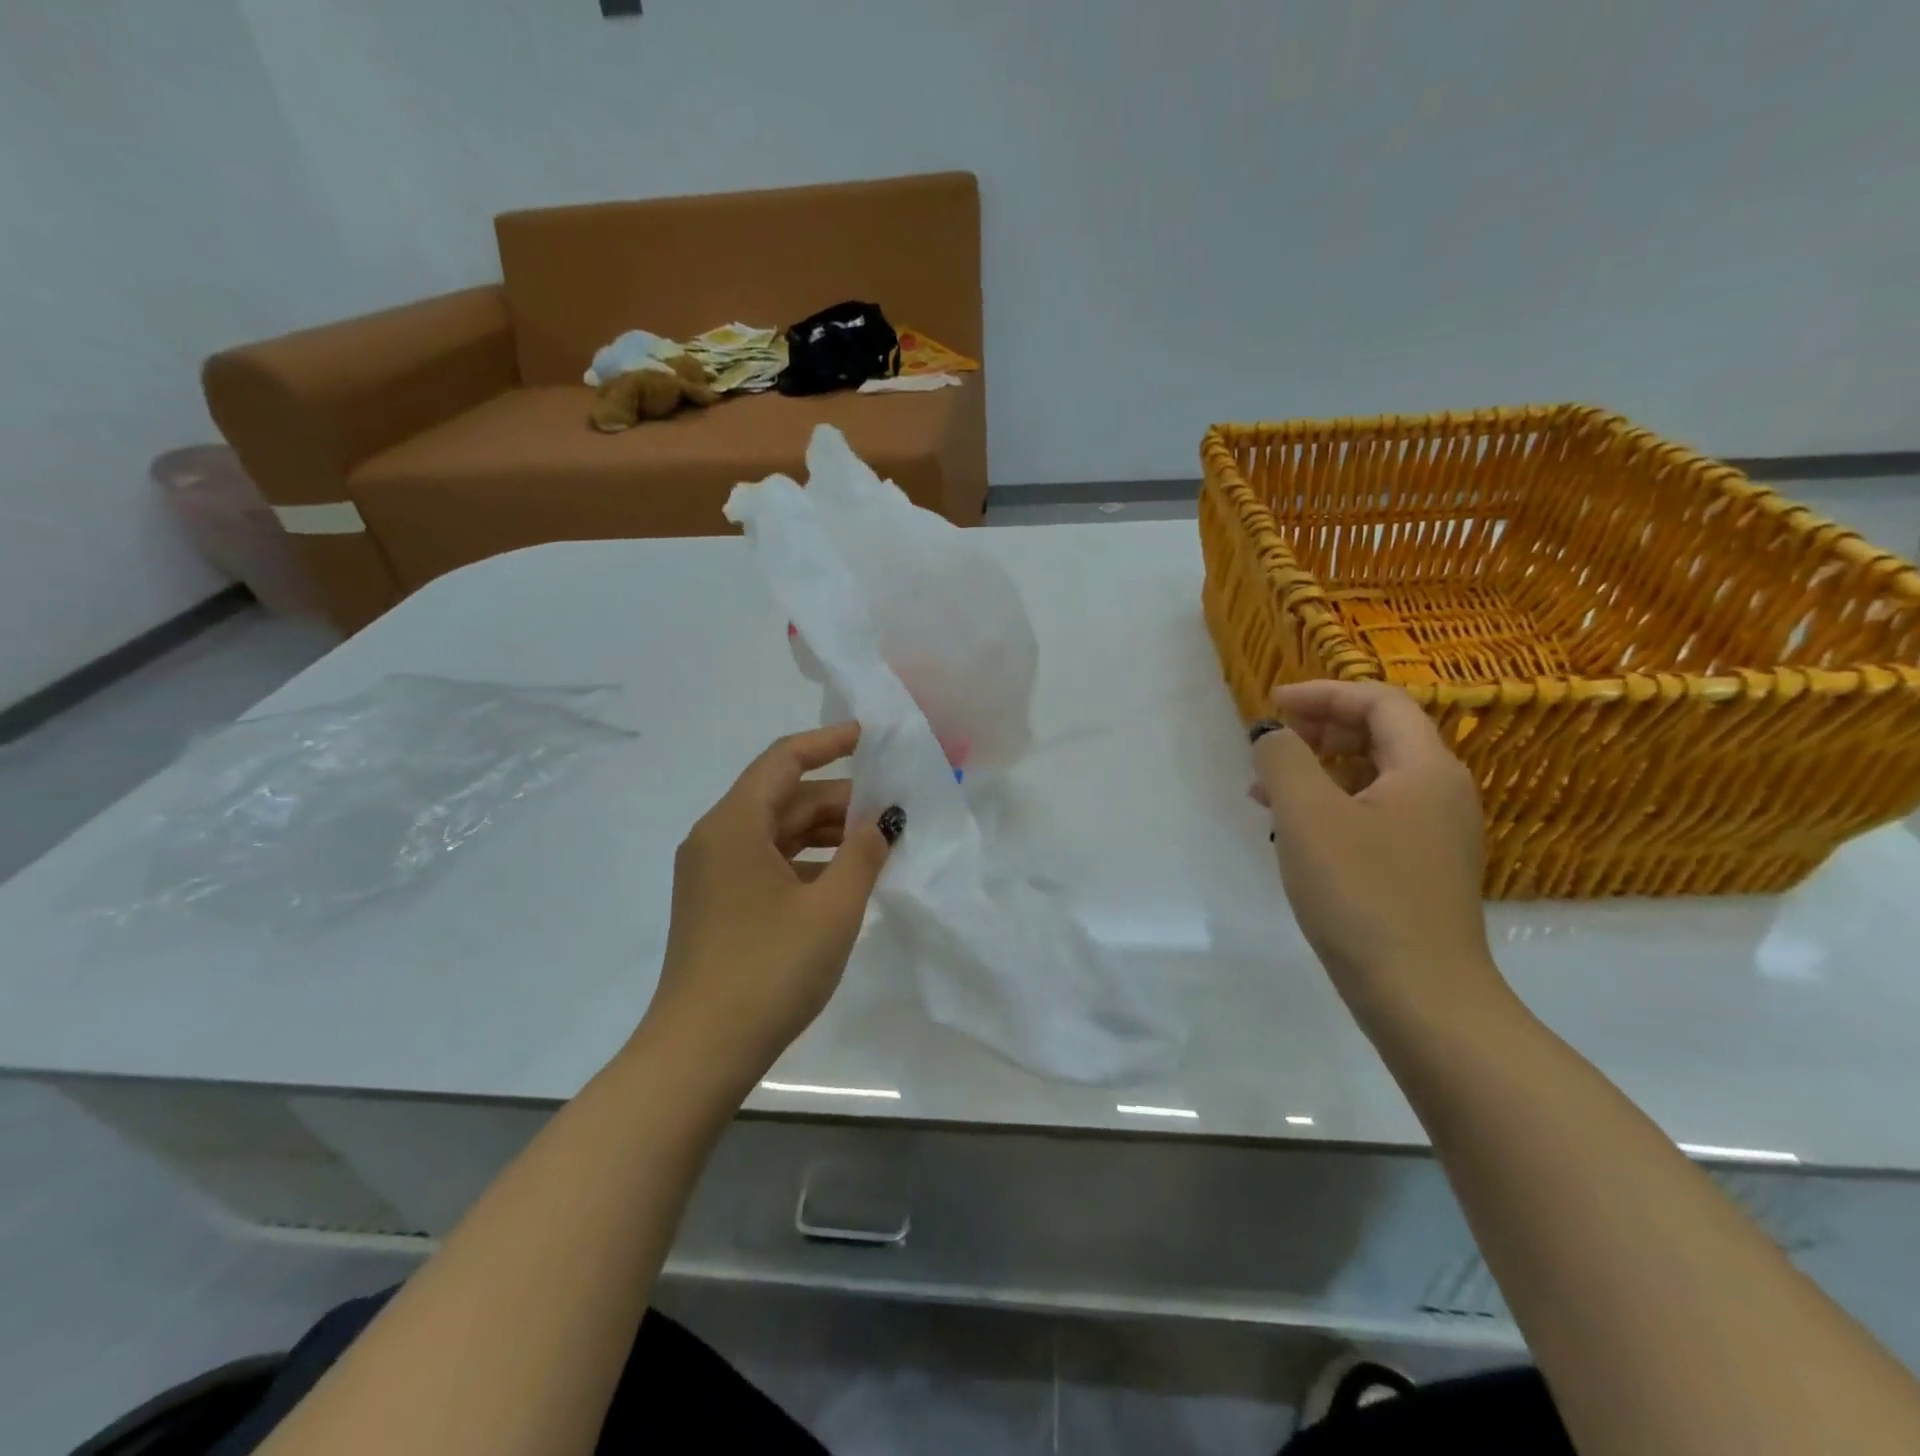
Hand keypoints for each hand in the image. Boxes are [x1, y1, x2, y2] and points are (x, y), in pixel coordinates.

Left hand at [640, 723, 898, 1090]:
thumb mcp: (832, 908)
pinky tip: (843, 882)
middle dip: (840, 799)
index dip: (829, 742)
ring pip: (778, 832)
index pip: (784, 759)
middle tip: (893, 809)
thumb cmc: (770, 970)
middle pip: (784, 798)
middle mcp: (716, 839)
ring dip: (826, 833)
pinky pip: (768, 863)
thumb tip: (884, 821)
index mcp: (734, 825)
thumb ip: (864, 854)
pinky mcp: (718, 905)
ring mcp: (713, 875)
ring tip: (878, 845)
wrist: (700, 1053)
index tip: (870, 737)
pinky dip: (807, 862)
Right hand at [1251, 680, 1505, 1025]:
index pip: (1380, 702)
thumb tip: (1273, 735)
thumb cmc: (1362, 894)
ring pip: (1372, 777)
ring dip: (1318, 769)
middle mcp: (1440, 793)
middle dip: (1320, 729)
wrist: (1420, 996)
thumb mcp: (1308, 815)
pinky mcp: (1419, 868)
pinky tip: (1293, 830)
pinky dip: (1330, 806)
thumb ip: (1284, 760)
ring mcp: (1434, 834)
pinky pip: (1372, 814)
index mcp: (1425, 769)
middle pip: (1381, 734)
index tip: (1273, 704)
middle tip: (1271, 743)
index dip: (1324, 693)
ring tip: (1265, 788)